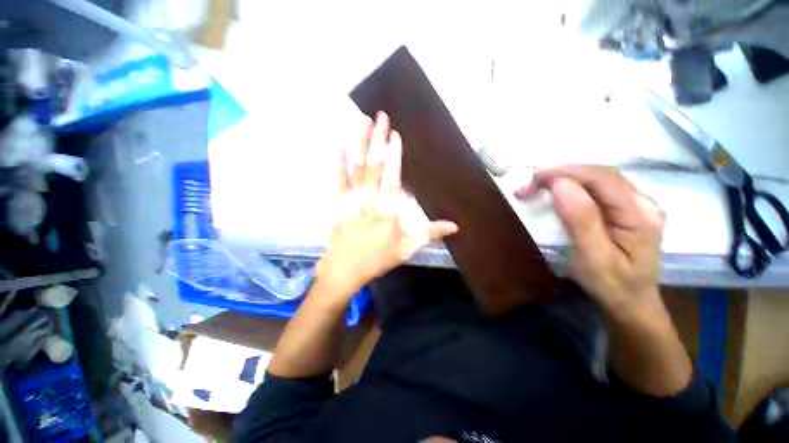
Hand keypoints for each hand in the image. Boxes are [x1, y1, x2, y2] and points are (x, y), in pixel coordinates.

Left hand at [316, 112, 457, 297]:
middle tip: (380, 116)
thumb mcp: (407, 249)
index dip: (394, 155)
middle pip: (373, 165)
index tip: (395, 134)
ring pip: (356, 167)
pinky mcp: (339, 203)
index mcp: (387, 210)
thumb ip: (429, 234)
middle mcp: (369, 200)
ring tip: (362, 121)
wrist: (344, 270)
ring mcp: (351, 200)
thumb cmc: (377, 259)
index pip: (392, 177)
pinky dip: (339, 162)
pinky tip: (340, 145)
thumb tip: (455, 226)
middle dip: (377, 139)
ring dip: (359, 143)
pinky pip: (338, 179)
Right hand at [516, 165, 664, 317]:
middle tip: (531, 184)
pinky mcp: (626, 208)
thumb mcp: (593, 258)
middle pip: (601, 174)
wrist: (632, 302)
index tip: (534, 179)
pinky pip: (598, 187)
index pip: (602, 179)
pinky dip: (573, 184)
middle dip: (563, 173)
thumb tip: (561, 185)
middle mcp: (643, 203)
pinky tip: (558, 191)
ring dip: (566, 177)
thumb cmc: (612, 285)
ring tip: (538, 186)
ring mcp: (636, 204)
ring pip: (599, 177)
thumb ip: (581, 220)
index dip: (567, 172)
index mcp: (639, 215)